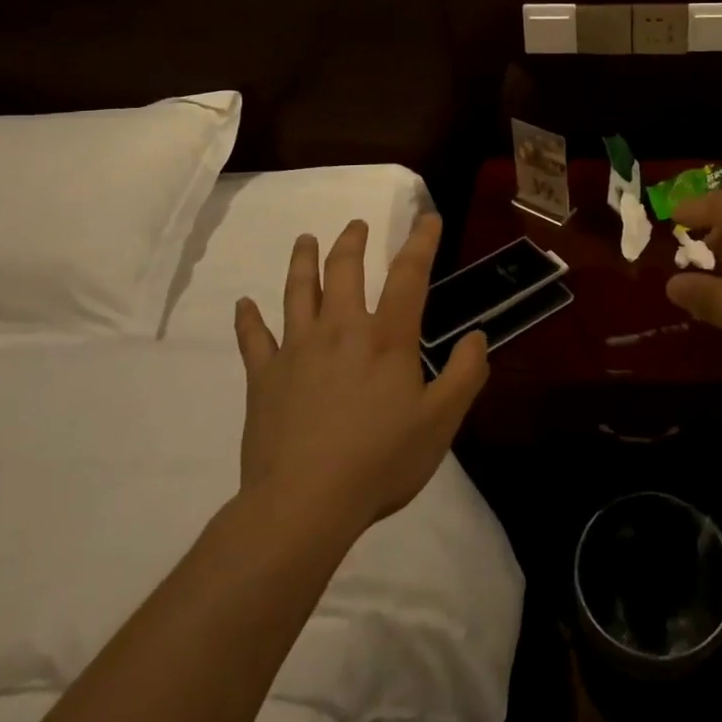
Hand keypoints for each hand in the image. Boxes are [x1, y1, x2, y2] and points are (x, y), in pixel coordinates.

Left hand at [233, 215, 487, 533]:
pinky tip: (243, 304)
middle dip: (352, 242)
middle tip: (357, 225)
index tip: (428, 217)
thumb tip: (477, 336)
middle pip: (344, 270)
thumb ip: (464, 374)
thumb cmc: (380, 461)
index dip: (421, 242)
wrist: (303, 504)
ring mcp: (297, 350)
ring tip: (306, 239)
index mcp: (386, 338)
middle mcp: (341, 330)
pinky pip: (254, 339)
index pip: (408, 276)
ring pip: (298, 292)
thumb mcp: (440, 422)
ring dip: (303, 261)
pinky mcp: (264, 377)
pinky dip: (248, 319)